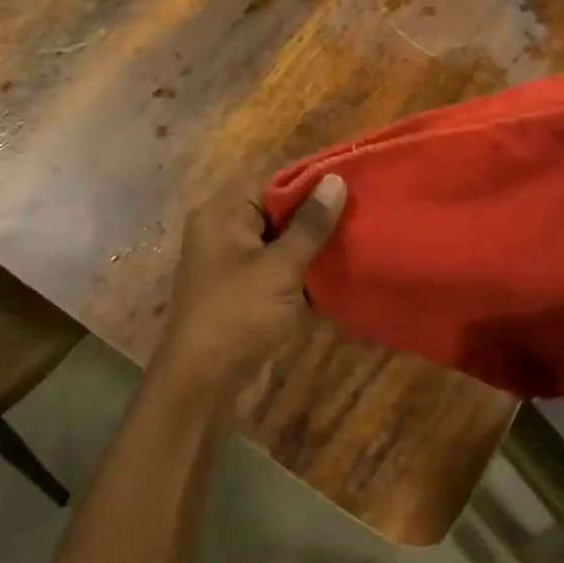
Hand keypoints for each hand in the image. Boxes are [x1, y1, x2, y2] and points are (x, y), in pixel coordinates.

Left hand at [151, 176, 346, 407]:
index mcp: (222, 213)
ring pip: (280, 238)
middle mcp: (224, 229)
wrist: (202, 382)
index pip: (272, 181)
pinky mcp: (244, 287)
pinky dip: (301, 266)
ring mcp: (233, 260)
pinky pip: (277, 263)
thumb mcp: (279, 268)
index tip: (353, 185)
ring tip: (356, 237)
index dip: (311, 182)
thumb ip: (310, 224)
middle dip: (316, 213)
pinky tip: (336, 268)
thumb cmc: (237, 315)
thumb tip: (336, 180)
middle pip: (277, 208)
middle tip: (361, 213)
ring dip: (312, 242)